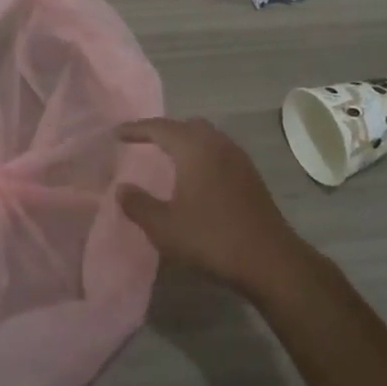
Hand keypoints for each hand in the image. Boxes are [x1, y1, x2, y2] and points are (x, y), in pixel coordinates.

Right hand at [116, 117, 312, 299]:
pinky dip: (201, 156)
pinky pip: (218, 152)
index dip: (135, 129)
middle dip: (162, 131)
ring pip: (205, 137)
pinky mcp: (250, 175)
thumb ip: (138, 204)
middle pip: (185, 126)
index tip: (116, 133)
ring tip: (166, 158)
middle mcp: (217, 143)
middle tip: (142, 143)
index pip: (159, 127)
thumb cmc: (212, 238)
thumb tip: (122, 189)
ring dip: (184, 143)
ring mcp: (238, 158)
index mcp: (194, 147)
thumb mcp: (164, 227)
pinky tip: (195, 178)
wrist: (270, 260)